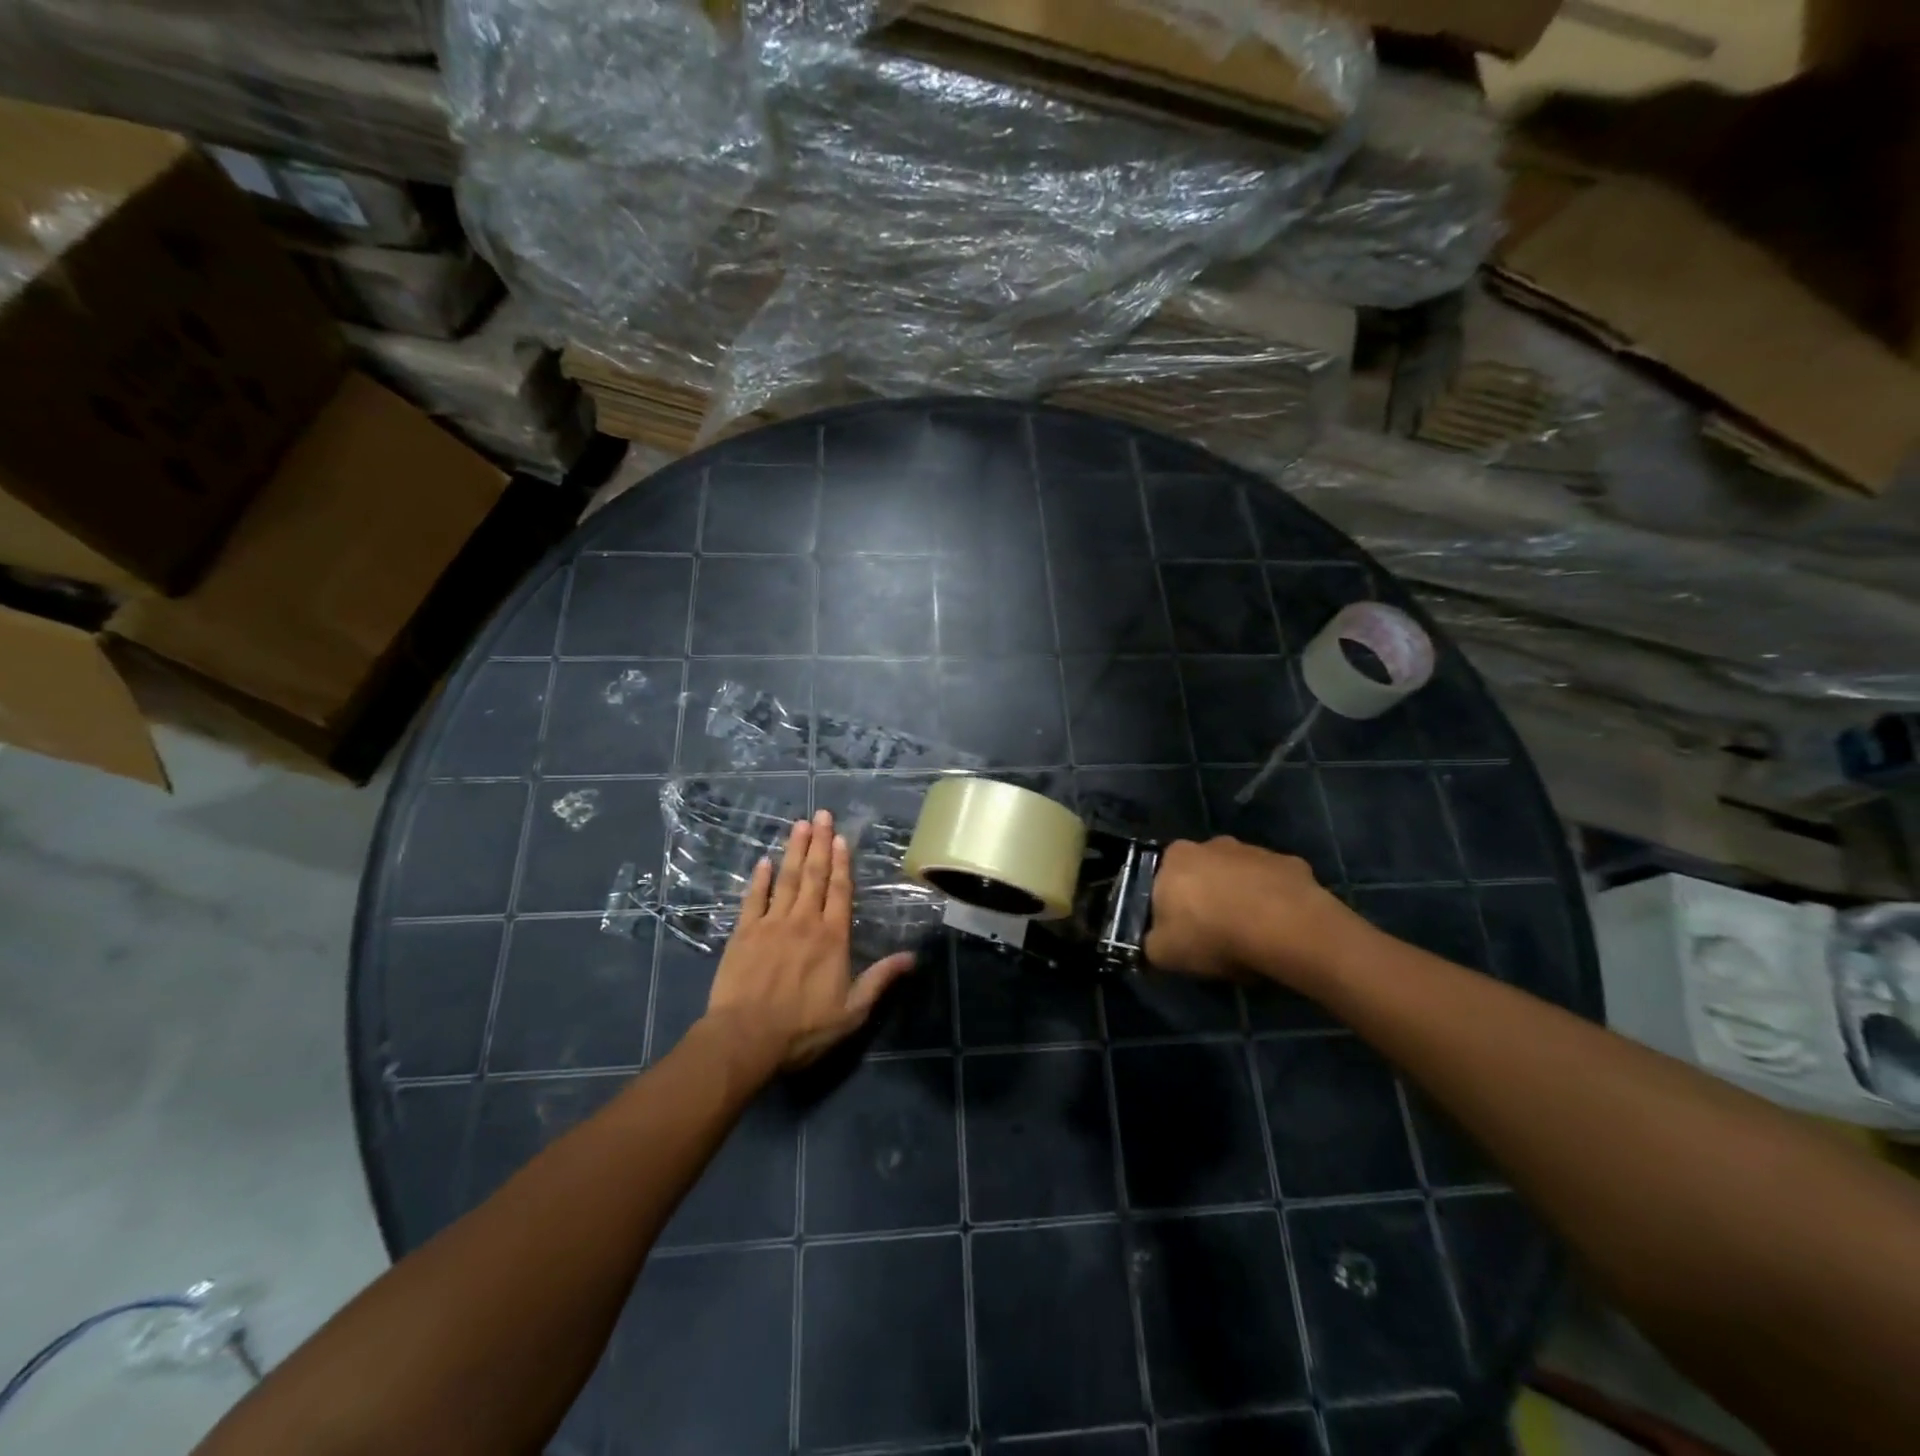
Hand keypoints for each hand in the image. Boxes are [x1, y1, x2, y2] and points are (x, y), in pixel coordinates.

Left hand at [703, 810, 917, 1072]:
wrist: (746, 1037)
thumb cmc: (803, 1027)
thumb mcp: (852, 1011)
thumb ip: (880, 979)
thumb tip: (912, 957)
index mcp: (832, 937)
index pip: (840, 891)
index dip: (842, 863)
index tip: (842, 838)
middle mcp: (804, 921)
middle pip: (814, 875)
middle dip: (819, 843)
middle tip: (822, 815)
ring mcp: (771, 924)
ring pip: (786, 879)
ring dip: (794, 850)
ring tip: (799, 825)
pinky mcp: (743, 933)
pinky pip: (753, 898)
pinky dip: (759, 879)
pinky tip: (764, 861)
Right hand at [1145, 837, 1354, 987]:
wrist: (1283, 927)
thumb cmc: (1212, 933)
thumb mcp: (1163, 952)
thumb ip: (1152, 941)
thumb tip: (1155, 941)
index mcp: (1175, 857)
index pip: (1163, 879)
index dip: (1170, 907)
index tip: (1180, 933)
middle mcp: (1211, 844)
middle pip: (1202, 873)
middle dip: (1206, 898)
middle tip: (1214, 935)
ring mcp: (1254, 850)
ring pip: (1240, 876)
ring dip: (1241, 898)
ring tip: (1251, 936)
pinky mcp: (1291, 863)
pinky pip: (1274, 885)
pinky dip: (1274, 902)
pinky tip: (1279, 930)